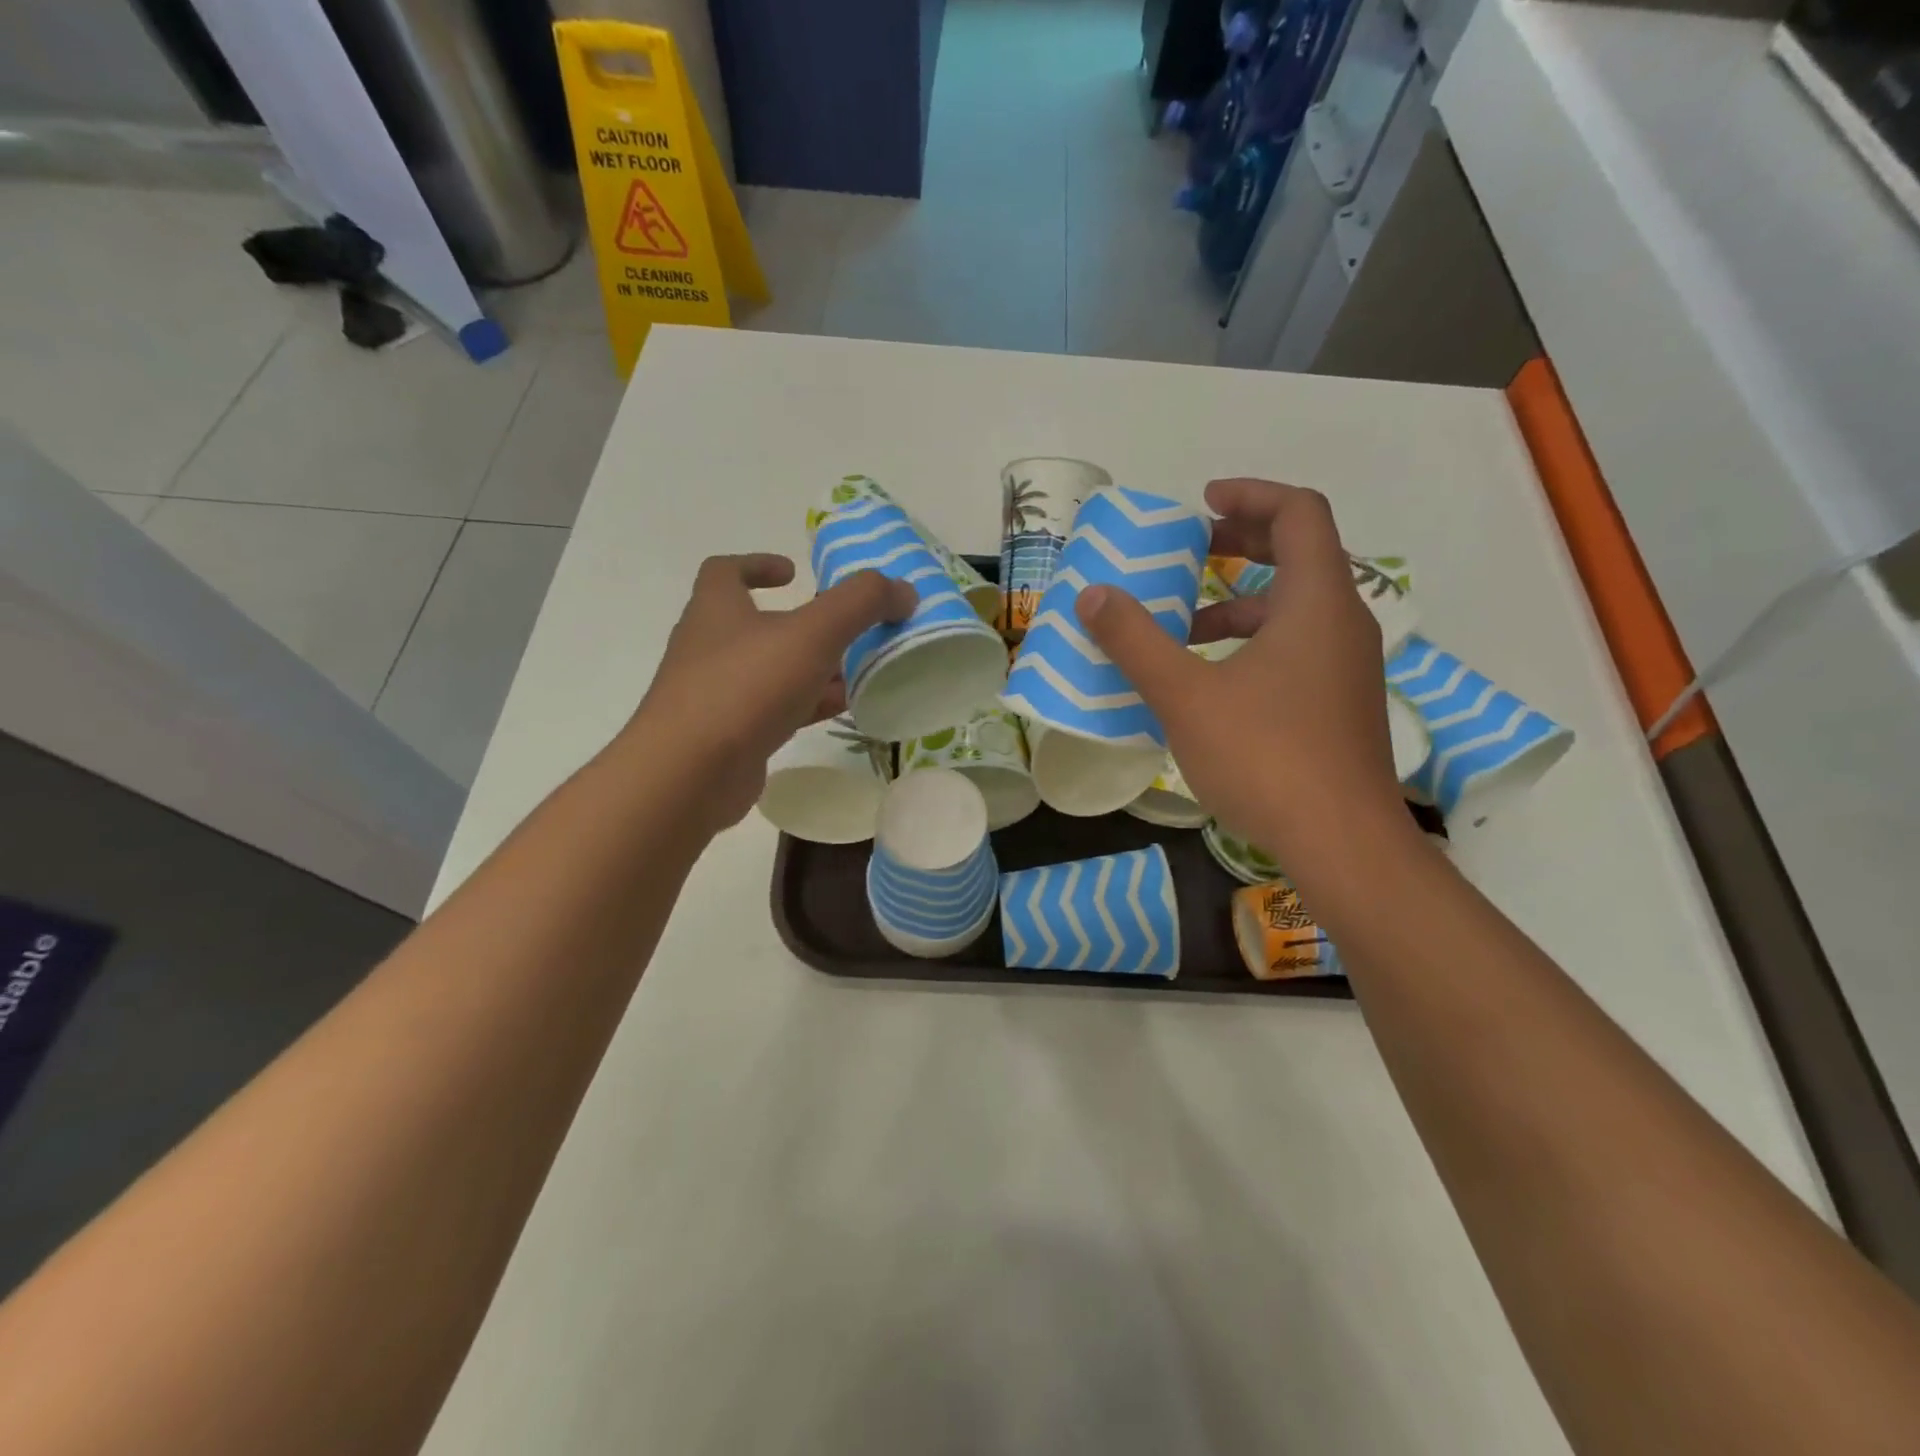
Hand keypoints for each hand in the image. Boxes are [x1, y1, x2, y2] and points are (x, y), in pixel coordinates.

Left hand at [625, 554, 913, 835]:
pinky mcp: (728, 736)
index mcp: (716, 608)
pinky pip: (773, 711)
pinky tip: (842, 711)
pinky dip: (807, 705)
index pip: (725, 571)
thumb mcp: (813, 633)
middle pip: (758, 624)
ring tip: (857, 671)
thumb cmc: (745, 686)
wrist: (690, 773)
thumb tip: (903, 590)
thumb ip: (861, 603)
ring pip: (771, 671)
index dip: (758, 564)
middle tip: (847, 629)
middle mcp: (709, 646)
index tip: (794, 572)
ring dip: (811, 668)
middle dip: (803, 625)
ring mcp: (715, 694)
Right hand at [1074, 479, 1410, 871]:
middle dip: (1242, 543)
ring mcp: (1347, 667)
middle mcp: (1342, 623)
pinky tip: (1211, 680)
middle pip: (1300, 554)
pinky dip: (1253, 642)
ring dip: (1240, 602)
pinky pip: (1297, 647)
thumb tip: (1093, 596)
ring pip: (1295, 608)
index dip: (1249, 496)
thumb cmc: (1266, 757)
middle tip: (1192, 550)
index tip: (1201, 504)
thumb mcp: (1186, 695)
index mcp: (1316, 602)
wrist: (1342, 843)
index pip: (1298, 513)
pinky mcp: (1340, 704)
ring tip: (1183, 626)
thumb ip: (1136, 641)